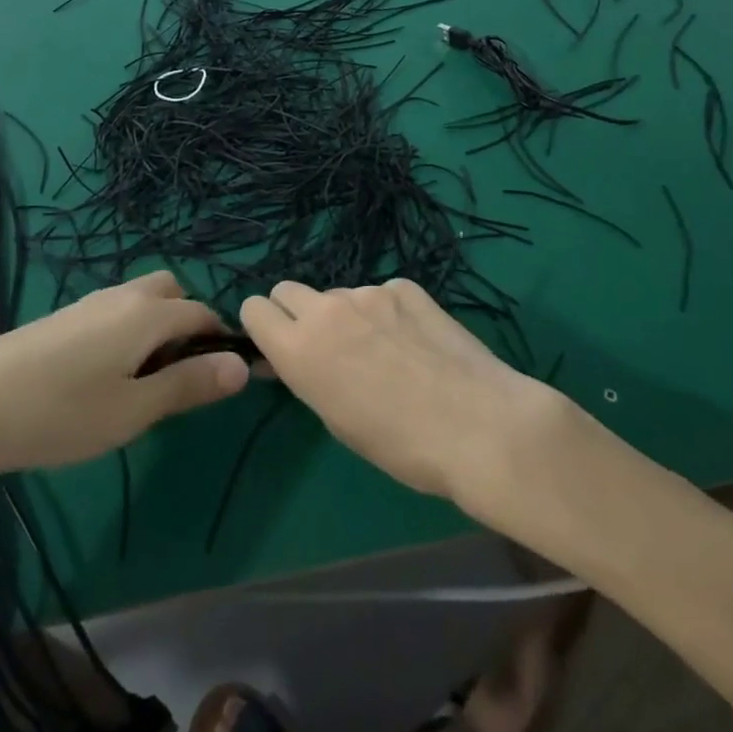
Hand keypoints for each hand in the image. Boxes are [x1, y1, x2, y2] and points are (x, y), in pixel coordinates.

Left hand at [0, 272, 249, 524]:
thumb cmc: (61, 412)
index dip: (222, 341)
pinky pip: (113, 310)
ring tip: (141, 380)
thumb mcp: (134, 410)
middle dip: (188, 322)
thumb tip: (243, 366)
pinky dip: (128, 329)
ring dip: (156, 326)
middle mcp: (123, 296)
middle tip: (179, 374)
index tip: (228, 376)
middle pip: (173, 291)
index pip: (203, 314)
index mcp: (149, 314)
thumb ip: (189, 384)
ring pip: (141, 299)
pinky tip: (102, 375)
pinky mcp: (61, 317)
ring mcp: (87, 303)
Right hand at [239, 278, 562, 505]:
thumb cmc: (399, 444)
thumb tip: (290, 358)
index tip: (278, 346)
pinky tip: (414, 342)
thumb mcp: (335, 420)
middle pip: (288, 290)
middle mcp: (327, 308)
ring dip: (347, 316)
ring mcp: (369, 292)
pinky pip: (381, 294)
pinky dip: (387, 312)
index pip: (254, 308)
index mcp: (299, 346)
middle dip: (295, 313)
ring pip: (339, 295)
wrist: (478, 425)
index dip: (263, 326)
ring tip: (384, 353)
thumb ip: (306, 375)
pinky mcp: (406, 287)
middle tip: (325, 347)